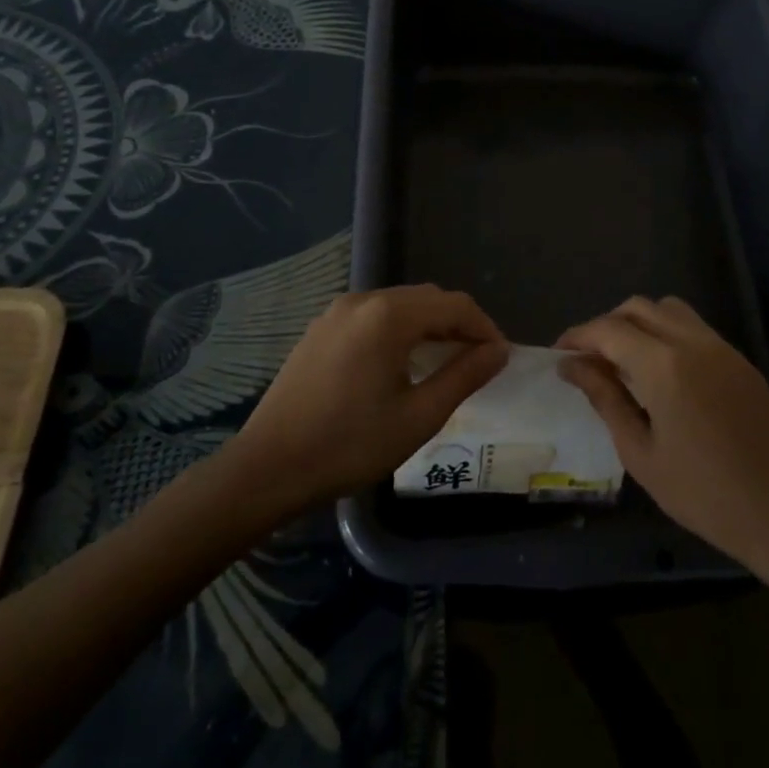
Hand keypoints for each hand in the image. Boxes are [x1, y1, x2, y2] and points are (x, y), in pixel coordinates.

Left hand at [223, 284, 507, 514]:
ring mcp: (336, 312)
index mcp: (388, 316)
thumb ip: (464, 376)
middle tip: (478, 361)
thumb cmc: (349, 445)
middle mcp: (362, 300)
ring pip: (400, 304)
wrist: (267, 468)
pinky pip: (373, 316)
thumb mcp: (418, 416)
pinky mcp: (320, 329)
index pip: (454, 305)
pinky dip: (400, 330)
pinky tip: (402, 363)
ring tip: (446, 363)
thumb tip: (498, 351)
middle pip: (427, 298)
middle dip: (459, 324)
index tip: (500, 358)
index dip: (484, 328)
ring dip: (430, 326)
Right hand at [559, 296, 768, 568]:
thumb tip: (571, 365)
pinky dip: (668, 335)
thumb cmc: (700, 492)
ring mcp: (722, 348)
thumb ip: (605, 397)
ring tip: (625, 361)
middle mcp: (693, 342)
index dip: (579, 336)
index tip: (560, 354)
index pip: (609, 329)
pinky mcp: (740, 361)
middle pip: (639, 308)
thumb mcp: (639, 451)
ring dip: (640, 323)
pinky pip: (695, 329)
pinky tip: (662, 374)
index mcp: (664, 365)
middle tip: (589, 358)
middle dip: (607, 325)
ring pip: (670, 310)